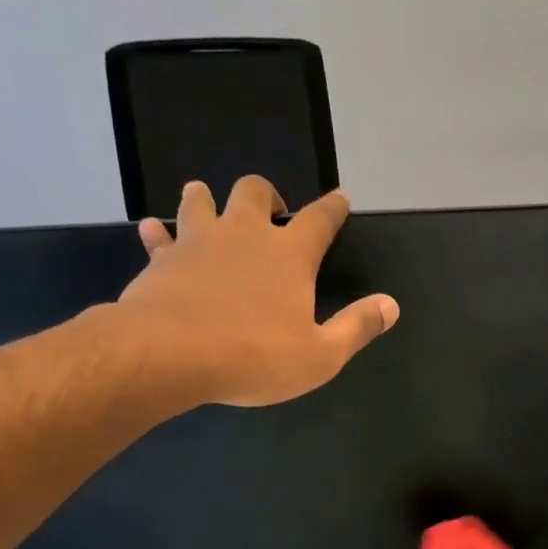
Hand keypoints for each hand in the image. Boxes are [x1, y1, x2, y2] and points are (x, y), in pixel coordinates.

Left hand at [120, 177, 399, 407]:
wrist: (171, 354)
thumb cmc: (255, 357)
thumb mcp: (320, 356)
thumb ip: (356, 327)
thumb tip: (391, 305)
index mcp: (289, 255)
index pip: (320, 219)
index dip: (333, 207)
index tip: (340, 198)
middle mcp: (244, 234)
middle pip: (255, 191)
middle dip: (266, 196)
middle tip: (271, 211)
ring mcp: (198, 241)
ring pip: (201, 199)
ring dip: (208, 199)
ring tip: (211, 207)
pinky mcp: (162, 259)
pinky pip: (159, 236)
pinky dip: (160, 234)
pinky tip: (156, 234)